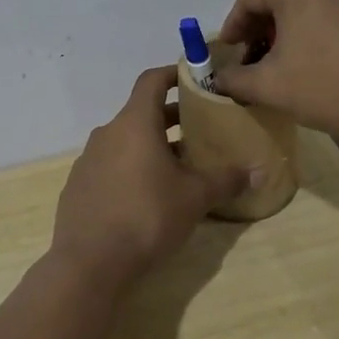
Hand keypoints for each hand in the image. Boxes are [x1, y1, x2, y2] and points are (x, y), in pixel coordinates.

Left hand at [52, 67, 251, 285]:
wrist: (89, 264)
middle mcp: (107, 133)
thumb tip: (259, 170)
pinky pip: (109, 166)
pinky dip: (130, 169)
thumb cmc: (147, 216)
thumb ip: (227, 179)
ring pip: (125, 141)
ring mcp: (88, 160)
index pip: (151, 80)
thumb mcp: (195, 197)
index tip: (194, 80)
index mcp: (134, 123)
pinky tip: (146, 197)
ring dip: (151, 146)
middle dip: (170, 118)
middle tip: (199, 130)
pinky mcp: (78, 187)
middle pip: (141, 113)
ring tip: (178, 167)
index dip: (173, 74)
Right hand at [214, 0, 338, 144]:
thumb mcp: (268, 88)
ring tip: (296, 55)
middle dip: (266, 25)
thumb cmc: (326, 87)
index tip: (229, 51)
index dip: (234, 25)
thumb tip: (219, 80)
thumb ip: (234, 80)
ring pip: (320, 1)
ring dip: (301, 23)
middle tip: (257, 56)